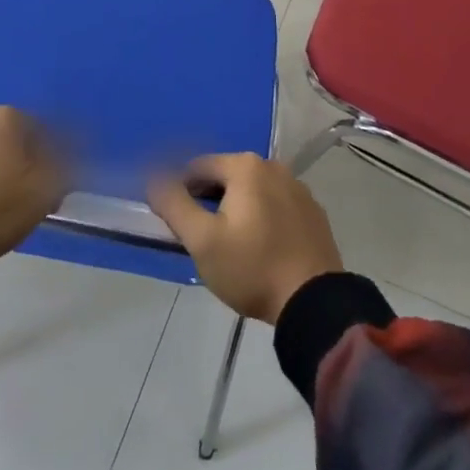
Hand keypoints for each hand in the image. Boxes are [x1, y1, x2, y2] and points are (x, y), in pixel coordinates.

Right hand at [148, 154, 342, 323]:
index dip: (180, 192)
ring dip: (235, 210)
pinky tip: (260, 250)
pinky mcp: (313, 213)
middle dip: (208, 201)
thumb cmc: (252, 268)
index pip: (197, 168)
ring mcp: (299, 189)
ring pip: (252, 192)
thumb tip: (154, 179)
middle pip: (226, 177)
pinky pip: (276, 207)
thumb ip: (173, 204)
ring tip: (230, 247)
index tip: (176, 224)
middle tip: (201, 238)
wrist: (314, 302)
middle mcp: (274, 167)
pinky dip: (262, 219)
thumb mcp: (202, 240)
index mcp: (246, 167)